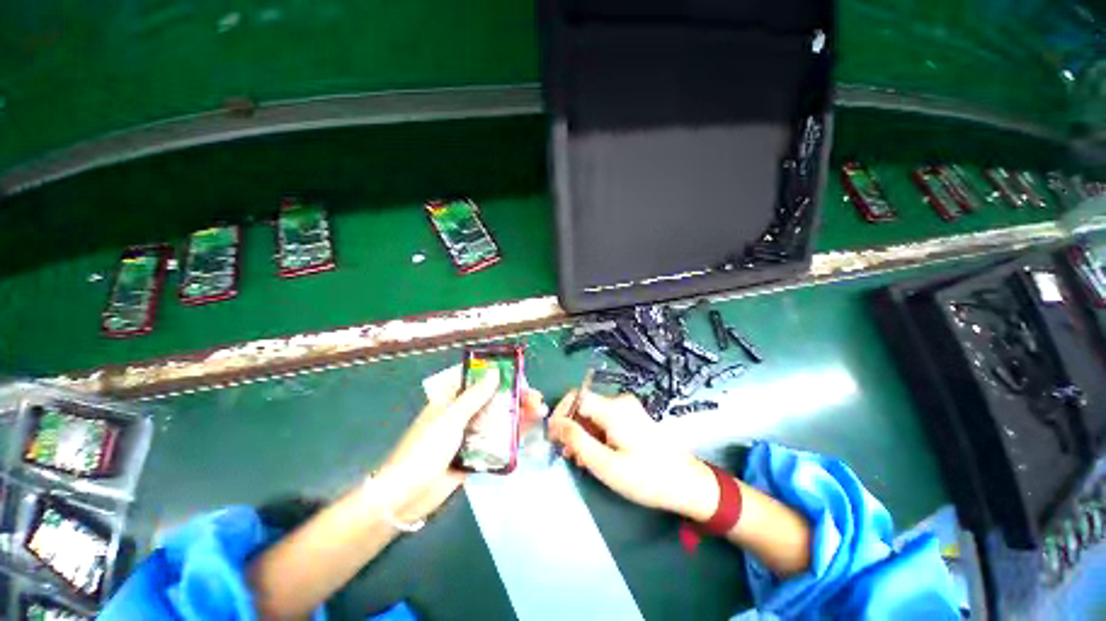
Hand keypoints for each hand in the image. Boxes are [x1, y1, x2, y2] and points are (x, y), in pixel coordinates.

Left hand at [379, 373, 546, 522]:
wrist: (407, 496)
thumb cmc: (426, 448)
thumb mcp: (451, 417)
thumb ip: (475, 396)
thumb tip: (495, 372)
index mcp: (451, 401)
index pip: (480, 382)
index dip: (501, 379)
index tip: (521, 380)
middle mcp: (462, 415)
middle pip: (493, 402)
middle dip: (515, 399)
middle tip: (536, 399)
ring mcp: (469, 436)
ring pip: (497, 421)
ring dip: (518, 416)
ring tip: (539, 413)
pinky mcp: (474, 455)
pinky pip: (496, 443)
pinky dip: (512, 437)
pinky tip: (528, 434)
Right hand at [548, 390, 718, 521]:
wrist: (688, 484)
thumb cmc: (646, 478)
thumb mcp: (606, 465)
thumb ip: (578, 441)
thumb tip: (555, 424)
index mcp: (614, 409)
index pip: (577, 396)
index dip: (560, 413)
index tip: (552, 436)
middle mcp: (620, 402)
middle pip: (584, 405)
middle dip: (570, 426)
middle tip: (565, 453)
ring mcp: (628, 409)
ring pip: (593, 414)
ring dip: (581, 432)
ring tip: (578, 458)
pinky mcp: (632, 417)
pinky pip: (605, 419)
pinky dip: (594, 434)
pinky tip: (594, 454)